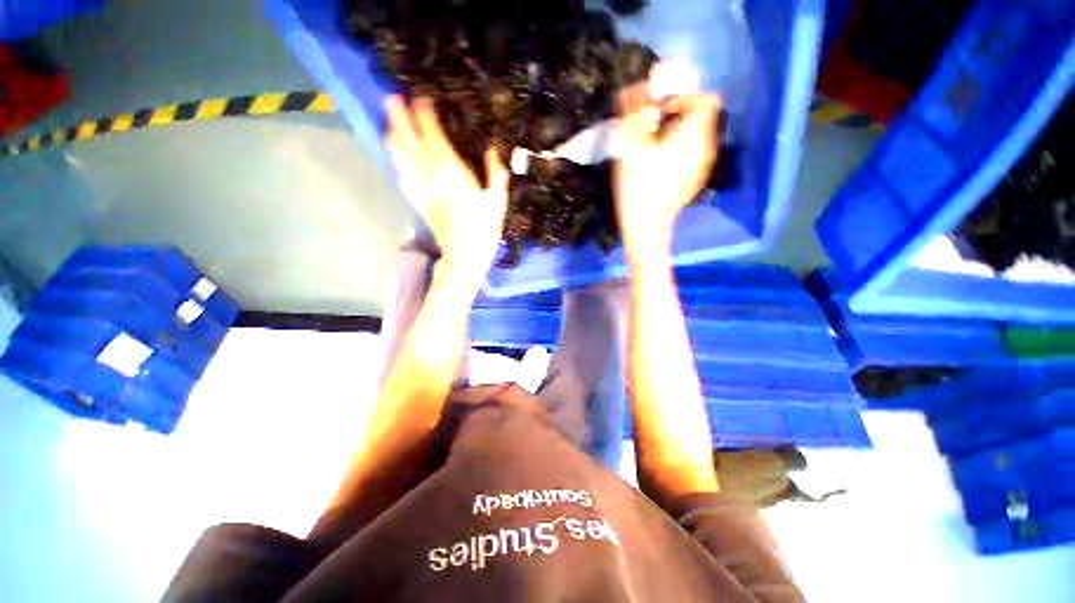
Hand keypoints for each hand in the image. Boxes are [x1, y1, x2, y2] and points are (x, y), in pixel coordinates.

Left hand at [386, 96, 509, 287]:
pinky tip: (393, 156)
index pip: (436, 140)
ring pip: (403, 161)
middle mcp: (435, 180)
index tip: (419, 99)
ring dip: (394, 139)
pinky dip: (397, 165)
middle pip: (413, 145)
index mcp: (456, 177)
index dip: (426, 118)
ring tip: (387, 122)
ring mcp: (423, 192)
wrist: (466, 258)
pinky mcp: (419, 204)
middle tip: (391, 99)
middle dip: (401, 121)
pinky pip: (404, 180)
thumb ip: (496, 175)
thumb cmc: (485, 231)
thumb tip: (492, 150)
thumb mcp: (499, 204)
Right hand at [614, 87, 720, 261]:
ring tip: (649, 146)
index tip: (658, 110)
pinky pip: (689, 154)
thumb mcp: (632, 147)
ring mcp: (701, 166)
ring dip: (673, 132)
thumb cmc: (639, 187)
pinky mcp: (692, 180)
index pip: (704, 99)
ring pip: (693, 136)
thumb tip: (633, 87)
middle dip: (674, 114)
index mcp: (696, 135)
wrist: (646, 229)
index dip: (682, 97)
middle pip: (699, 117)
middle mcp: (705, 147)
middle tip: (648, 128)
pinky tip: (656, 165)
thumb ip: (635, 114)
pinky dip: (675, 149)